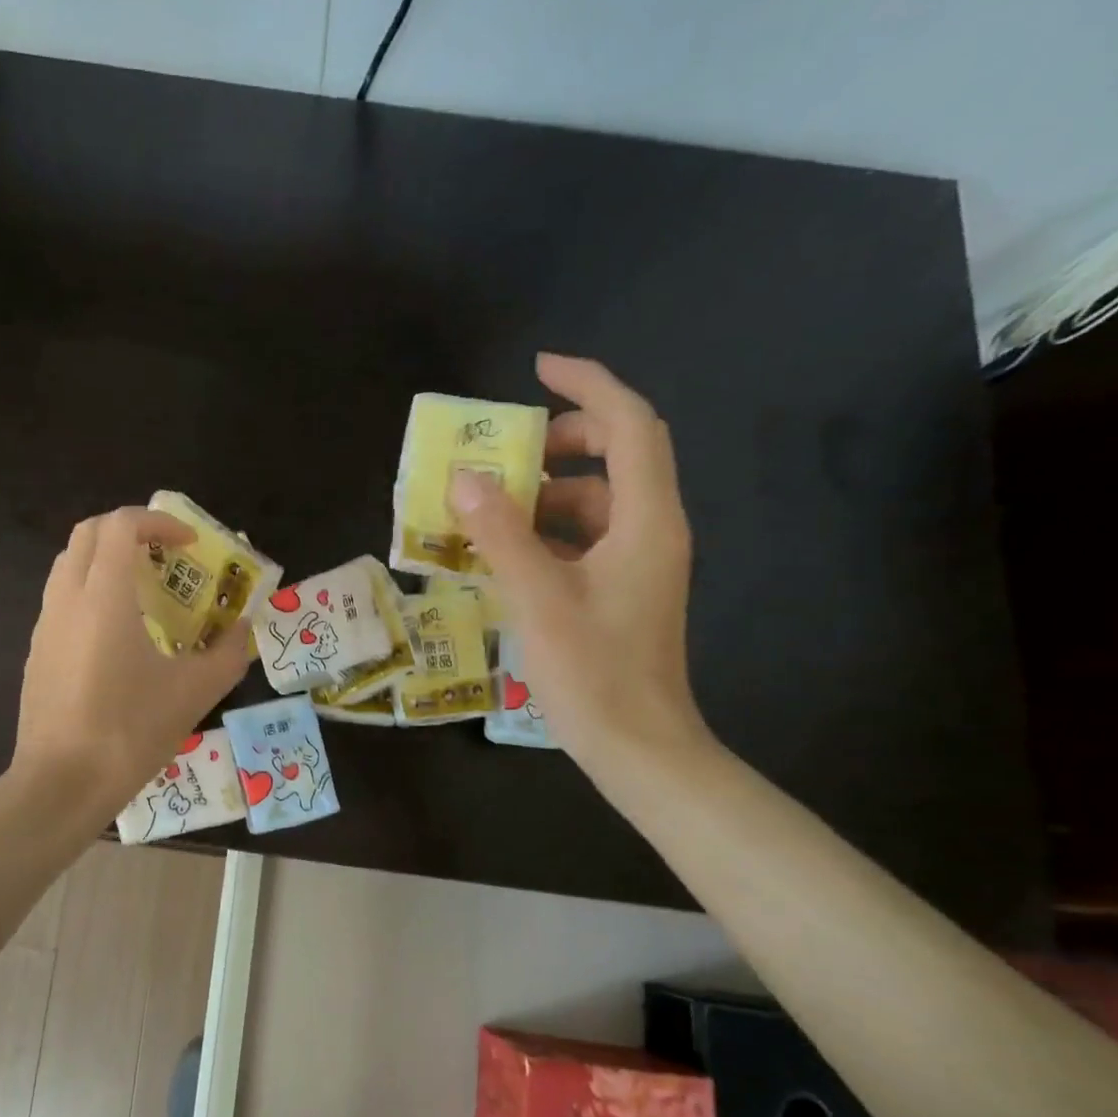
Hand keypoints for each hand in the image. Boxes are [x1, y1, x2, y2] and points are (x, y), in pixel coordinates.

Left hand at [10, 507, 250, 821]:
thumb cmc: (128, 732)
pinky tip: (118, 637)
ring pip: (70, 565)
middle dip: (129, 531)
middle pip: (88, 534)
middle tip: (165, 557)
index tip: (189, 545)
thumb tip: (246, 630)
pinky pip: (62, 600)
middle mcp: (67, 599)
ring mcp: (45, 626)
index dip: (159, 522)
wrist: (59, 785)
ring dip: (106, 561)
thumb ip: (228, 654)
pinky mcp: (38, 653)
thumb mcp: (193, 694)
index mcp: (103, 597)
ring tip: (145, 592)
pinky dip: (91, 593)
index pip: (121, 525)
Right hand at [449, 353, 708, 768]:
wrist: (638, 746)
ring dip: (547, 493)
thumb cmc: (594, 672)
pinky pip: (586, 539)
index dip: (588, 386)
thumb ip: (502, 534)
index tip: (537, 370)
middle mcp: (652, 531)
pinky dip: (548, 532)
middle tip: (508, 452)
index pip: (630, 424)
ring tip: (489, 508)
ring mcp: (639, 563)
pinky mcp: (622, 590)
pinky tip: (505, 554)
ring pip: (598, 501)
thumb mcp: (539, 598)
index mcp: (646, 521)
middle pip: (619, 456)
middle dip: (564, 441)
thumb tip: (465, 478)